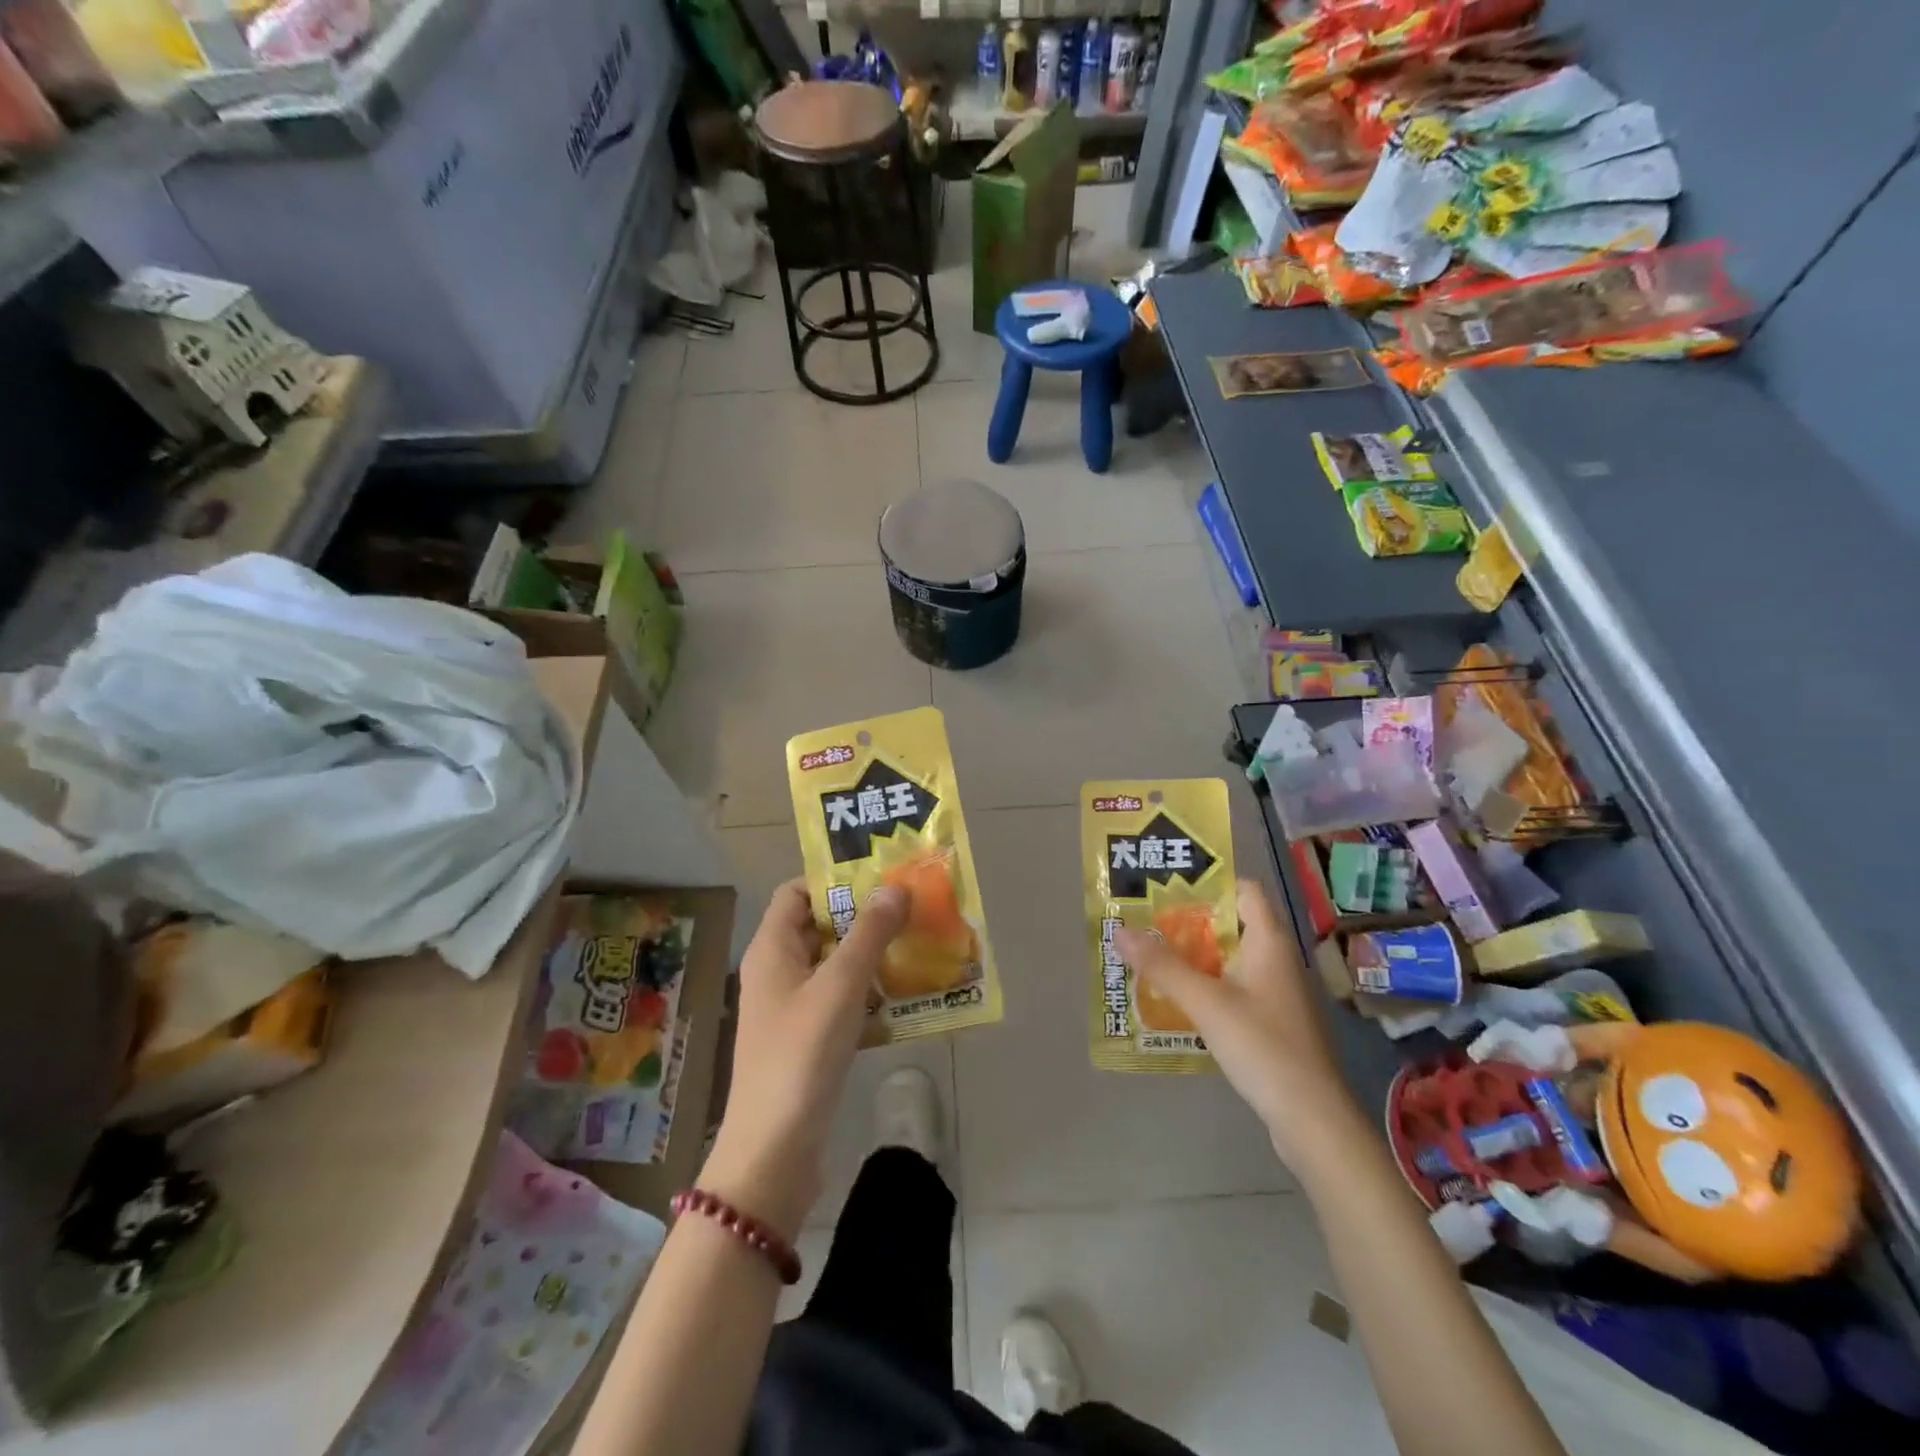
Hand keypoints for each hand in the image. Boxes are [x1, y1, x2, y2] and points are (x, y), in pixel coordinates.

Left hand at [702, 879, 908, 1239]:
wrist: (774, 1150)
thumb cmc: (801, 1055)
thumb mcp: (840, 986)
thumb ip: (869, 934)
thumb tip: (895, 888)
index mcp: (772, 949)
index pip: (797, 892)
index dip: (833, 880)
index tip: (879, 877)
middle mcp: (777, 971)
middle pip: (820, 926)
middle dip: (863, 916)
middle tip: (910, 907)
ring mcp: (791, 1008)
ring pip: (834, 965)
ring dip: (870, 954)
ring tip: (917, 942)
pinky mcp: (808, 1039)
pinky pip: (841, 1000)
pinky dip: (868, 991)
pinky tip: (904, 994)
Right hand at [1117, 879, 1360, 1168]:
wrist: (1312, 1119)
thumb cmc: (1263, 1047)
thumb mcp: (1206, 1002)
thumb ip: (1163, 965)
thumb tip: (1120, 929)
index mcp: (1269, 942)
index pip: (1244, 890)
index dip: (1210, 882)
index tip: (1168, 886)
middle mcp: (1276, 959)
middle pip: (1231, 923)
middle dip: (1188, 921)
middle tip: (1145, 920)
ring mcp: (1275, 993)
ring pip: (1229, 958)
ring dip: (1193, 956)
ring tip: (1150, 955)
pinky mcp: (1271, 1022)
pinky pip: (1232, 988)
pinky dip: (1205, 985)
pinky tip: (1175, 998)